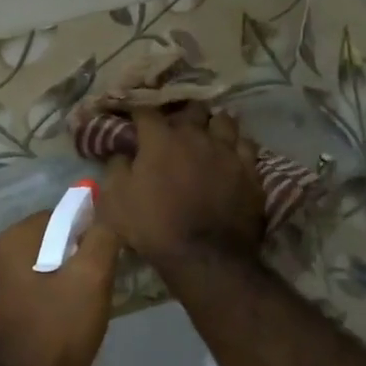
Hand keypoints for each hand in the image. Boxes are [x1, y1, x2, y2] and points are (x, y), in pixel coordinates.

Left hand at [0, 212, 118, 365]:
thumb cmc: (54, 336)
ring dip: (45, 281)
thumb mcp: (91, 283)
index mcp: (5, 245)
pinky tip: (44, 329)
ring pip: (20, 272)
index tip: (99, 260)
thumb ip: (101, 240)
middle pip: (34, 244)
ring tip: (69, 312)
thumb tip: (103, 215)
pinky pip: (8, 298)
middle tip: (89, 288)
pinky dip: (28, 304)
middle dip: (63, 258)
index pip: (52, 217)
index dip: (81, 232)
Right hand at [97, 107, 264, 269]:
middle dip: (180, 114)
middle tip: (174, 126)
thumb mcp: (115, 202)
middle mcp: (197, 135)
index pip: (146, 111)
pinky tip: (231, 155)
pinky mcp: (250, 170)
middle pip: (191, 109)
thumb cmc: (154, 228)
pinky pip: (246, 145)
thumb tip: (122, 152)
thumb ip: (116, 169)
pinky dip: (236, 146)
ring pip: (224, 120)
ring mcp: (228, 151)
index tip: (132, 119)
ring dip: (212, 125)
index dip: (137, 112)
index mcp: (161, 139)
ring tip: (207, 135)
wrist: (205, 257)